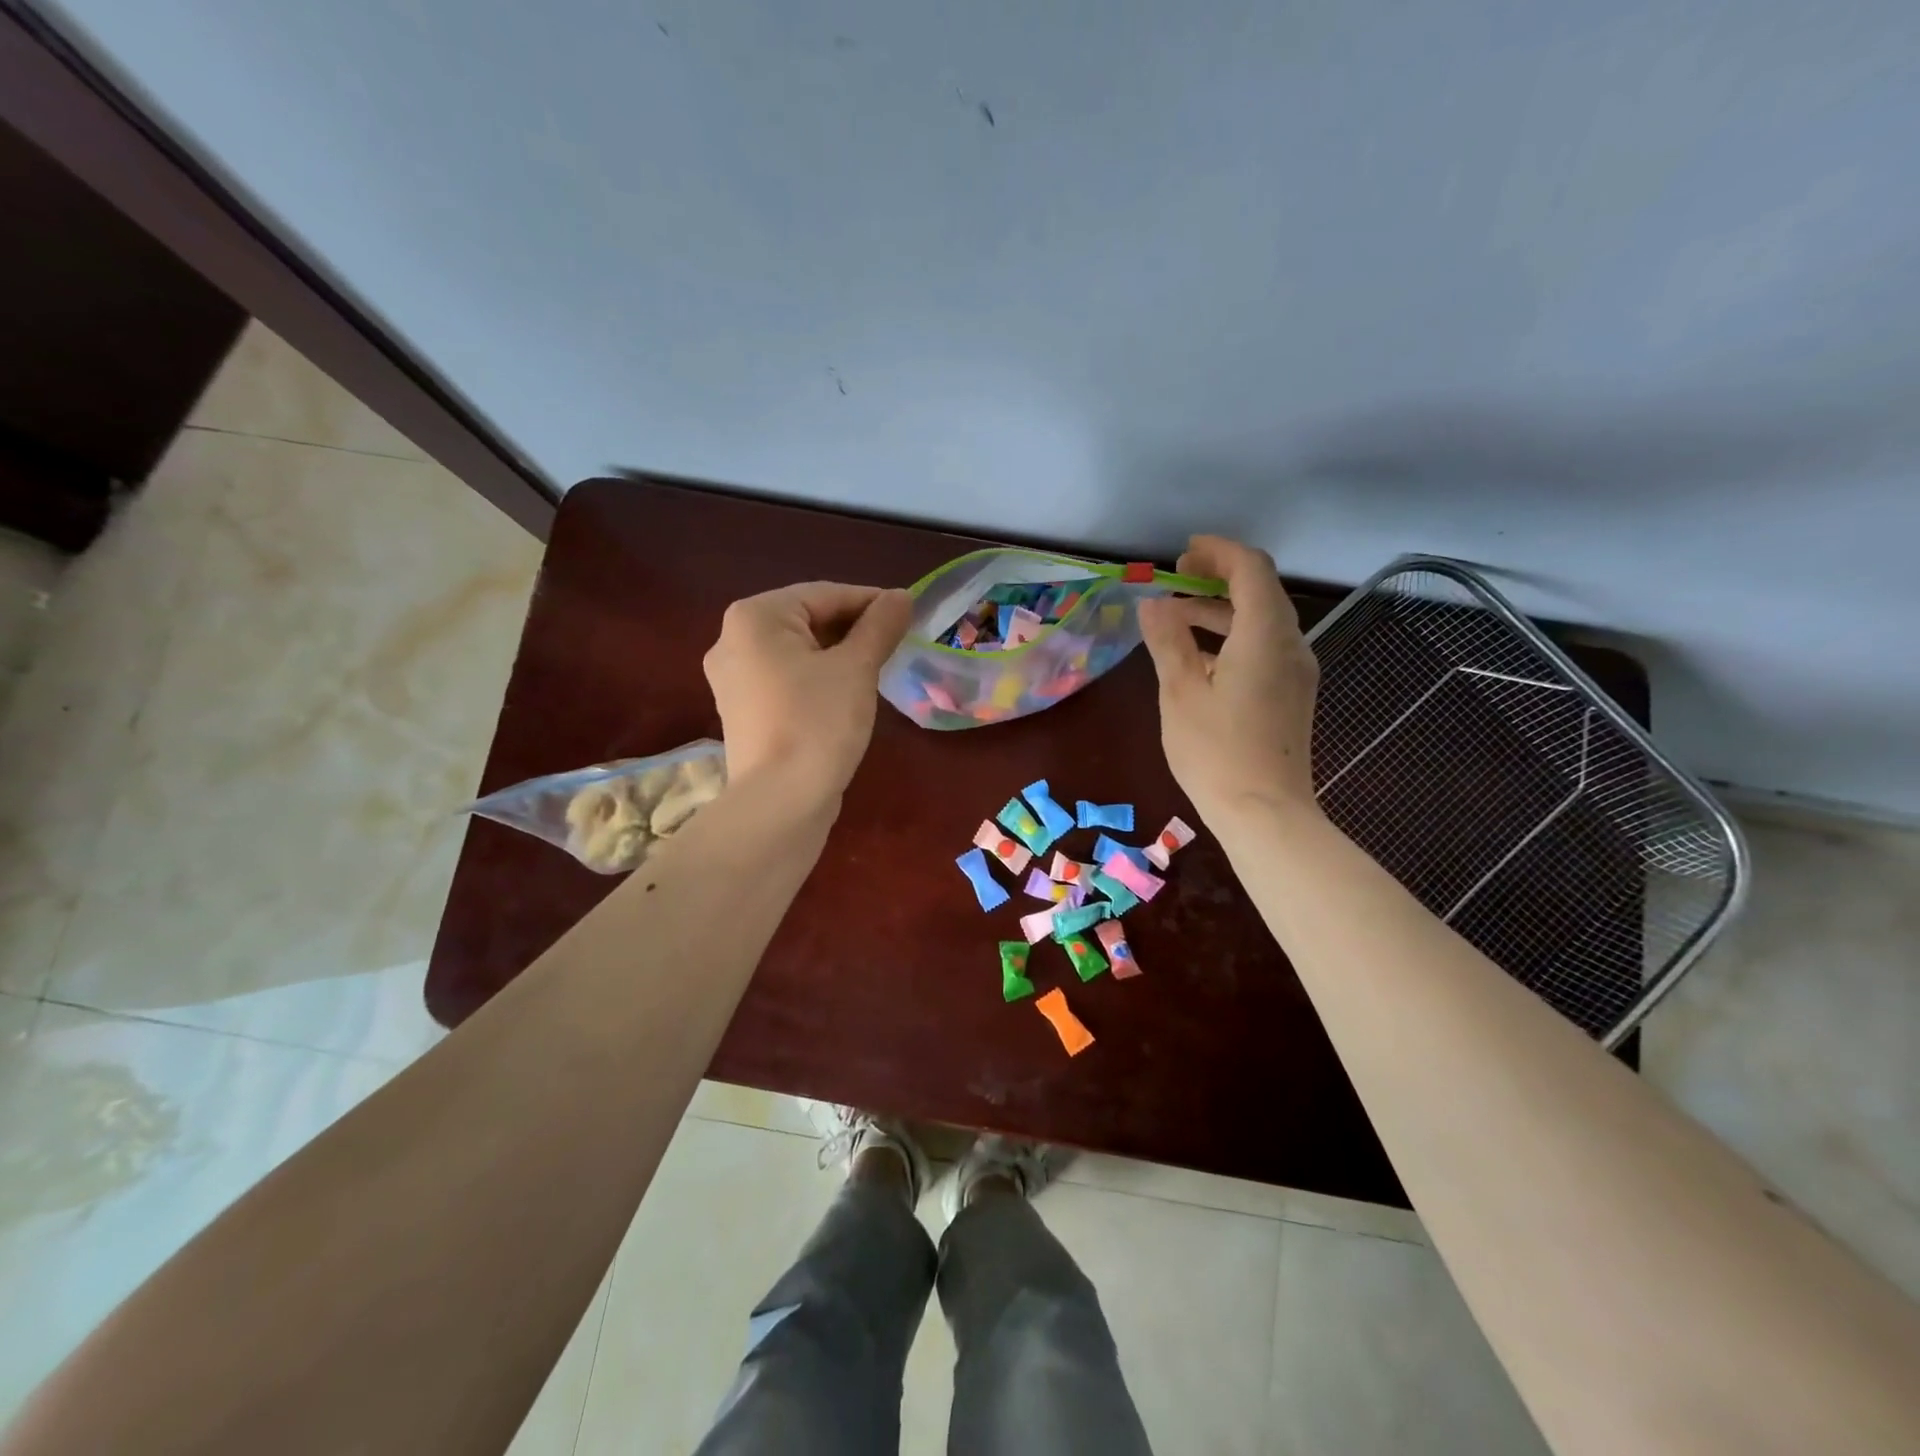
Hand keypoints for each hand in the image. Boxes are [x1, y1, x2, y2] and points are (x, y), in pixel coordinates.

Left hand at [703, 581, 911, 802]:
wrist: (780, 801)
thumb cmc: (818, 722)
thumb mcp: (856, 668)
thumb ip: (879, 625)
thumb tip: (901, 596)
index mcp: (754, 617)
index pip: (824, 594)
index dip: (870, 601)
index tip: (907, 612)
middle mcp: (732, 639)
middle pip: (805, 619)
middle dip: (852, 628)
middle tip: (895, 641)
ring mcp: (732, 678)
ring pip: (796, 651)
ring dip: (837, 653)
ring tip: (877, 665)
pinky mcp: (742, 709)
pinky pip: (785, 678)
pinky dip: (816, 677)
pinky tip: (845, 692)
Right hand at [1137, 536, 1320, 825]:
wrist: (1266, 813)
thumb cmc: (1215, 752)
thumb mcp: (1180, 692)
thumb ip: (1167, 641)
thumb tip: (1153, 604)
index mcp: (1264, 635)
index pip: (1250, 568)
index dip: (1218, 552)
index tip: (1183, 555)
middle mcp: (1291, 644)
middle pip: (1260, 590)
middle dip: (1218, 578)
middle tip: (1176, 581)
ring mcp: (1297, 671)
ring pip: (1263, 620)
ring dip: (1222, 610)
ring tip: (1176, 619)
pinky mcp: (1293, 694)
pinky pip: (1266, 646)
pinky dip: (1233, 637)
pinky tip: (1200, 657)